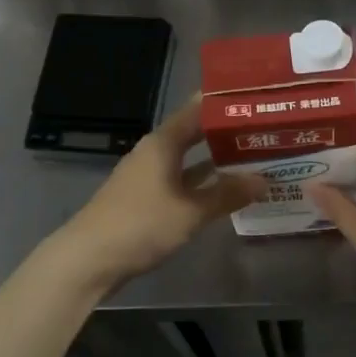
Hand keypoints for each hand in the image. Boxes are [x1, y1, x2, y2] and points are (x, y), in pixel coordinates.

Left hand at [49, 97, 264, 292]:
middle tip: (265, 130)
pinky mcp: (146, 199)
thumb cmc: (141, 224)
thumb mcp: (190, 211)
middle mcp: (155, 152)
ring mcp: (148, 176)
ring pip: (189, 160)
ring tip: (254, 157)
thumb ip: (226, 194)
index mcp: (163, 143)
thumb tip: (264, 180)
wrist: (89, 259)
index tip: (256, 97)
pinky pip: (182, 182)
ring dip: (216, 160)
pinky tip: (225, 191)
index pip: (197, 109)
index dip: (224, 103)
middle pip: (195, 134)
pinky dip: (202, 184)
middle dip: (226, 133)